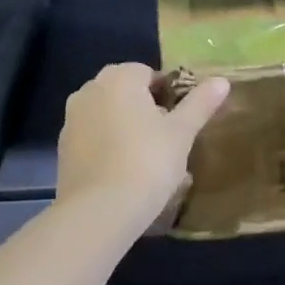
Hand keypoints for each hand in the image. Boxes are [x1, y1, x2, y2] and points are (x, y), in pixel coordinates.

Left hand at [56, 63, 229, 221]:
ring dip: (126, 125)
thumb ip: (200, 103)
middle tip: (168, 138)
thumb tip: (222, 80)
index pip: (148, 73)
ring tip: (147, 157)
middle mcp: (89, 90)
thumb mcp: (182, 133)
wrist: (100, 210)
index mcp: (118, 78)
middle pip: (126, 91)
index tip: (181, 120)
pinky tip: (124, 170)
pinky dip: (108, 145)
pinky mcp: (63, 148)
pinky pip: (93, 136)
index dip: (169, 94)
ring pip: (108, 114)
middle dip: (146, 108)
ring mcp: (71, 119)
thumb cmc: (148, 162)